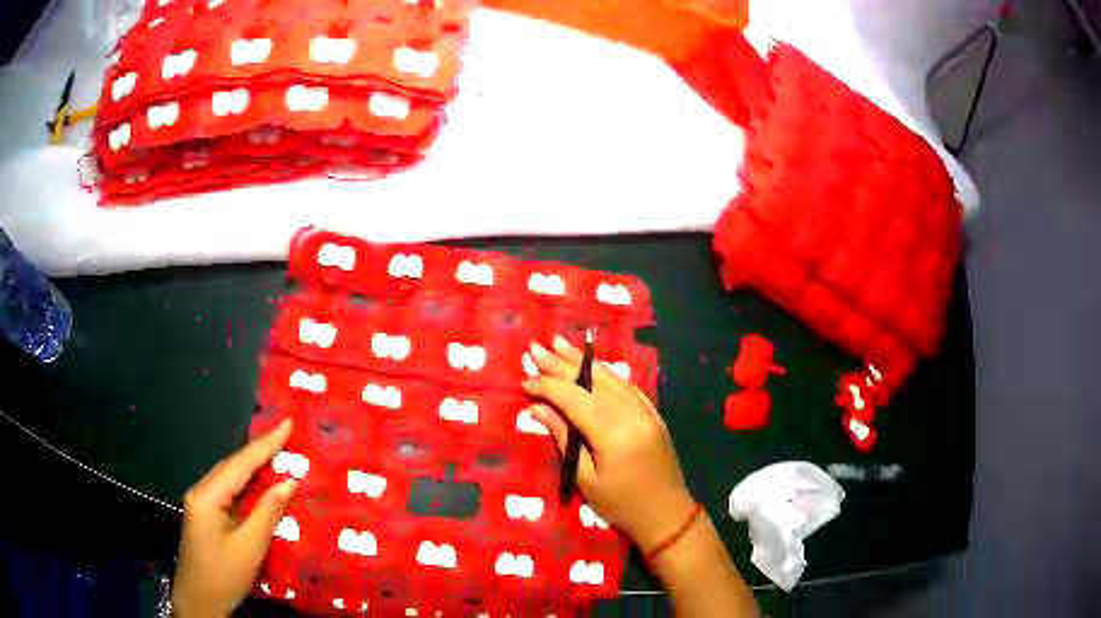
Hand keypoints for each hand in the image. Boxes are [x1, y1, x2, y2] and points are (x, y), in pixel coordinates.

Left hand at [173, 420, 297, 617]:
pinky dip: (246, 483)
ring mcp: (200, 503)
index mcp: (207, 496)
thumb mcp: (250, 547)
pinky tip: (258, 481)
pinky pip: (227, 491)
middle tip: (285, 435)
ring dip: (253, 465)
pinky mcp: (204, 514)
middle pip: (232, 465)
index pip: (240, 464)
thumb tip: (289, 482)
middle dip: (259, 450)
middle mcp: (200, 491)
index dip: (266, 444)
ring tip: (277, 451)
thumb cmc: (224, 576)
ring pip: (229, 477)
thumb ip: (268, 512)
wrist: (199, 602)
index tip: (287, 424)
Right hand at [523, 337, 696, 552]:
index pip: (574, 398)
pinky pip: (628, 387)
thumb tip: (539, 409)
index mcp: (612, 433)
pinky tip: (593, 366)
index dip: (548, 386)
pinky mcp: (654, 415)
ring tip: (560, 346)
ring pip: (612, 378)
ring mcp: (646, 411)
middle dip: (562, 365)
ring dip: (584, 361)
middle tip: (536, 348)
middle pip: (592, 381)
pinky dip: (608, 374)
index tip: (525, 381)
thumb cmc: (621, 505)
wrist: (667, 515)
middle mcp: (632, 414)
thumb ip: (564, 439)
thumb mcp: (586, 480)